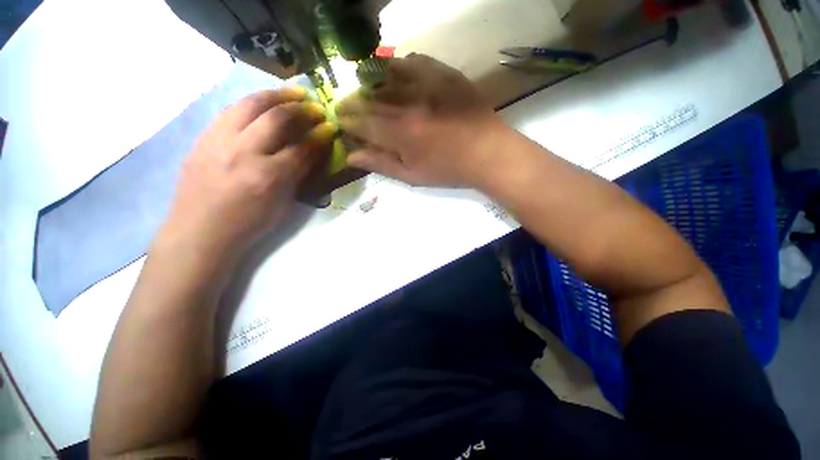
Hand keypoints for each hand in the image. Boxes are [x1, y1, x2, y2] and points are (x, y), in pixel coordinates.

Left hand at [159, 87, 334, 256]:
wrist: (196, 235)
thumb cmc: (240, 229)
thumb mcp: (276, 209)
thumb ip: (296, 174)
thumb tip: (312, 146)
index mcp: (265, 179)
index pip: (301, 148)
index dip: (319, 136)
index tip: (329, 128)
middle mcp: (242, 154)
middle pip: (278, 117)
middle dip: (302, 109)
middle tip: (314, 108)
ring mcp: (219, 142)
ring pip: (252, 103)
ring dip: (278, 95)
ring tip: (292, 94)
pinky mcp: (203, 138)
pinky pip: (231, 109)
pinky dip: (252, 103)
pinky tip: (262, 105)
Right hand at [337, 54, 510, 187]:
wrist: (491, 151)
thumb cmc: (451, 169)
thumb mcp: (413, 176)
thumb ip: (380, 164)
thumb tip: (349, 155)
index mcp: (400, 133)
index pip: (360, 120)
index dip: (347, 119)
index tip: (343, 119)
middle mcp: (410, 104)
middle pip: (369, 95)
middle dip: (353, 100)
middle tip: (352, 104)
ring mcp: (428, 85)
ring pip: (387, 73)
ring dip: (373, 79)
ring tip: (372, 86)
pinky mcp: (444, 74)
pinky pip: (415, 60)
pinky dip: (402, 64)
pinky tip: (401, 73)